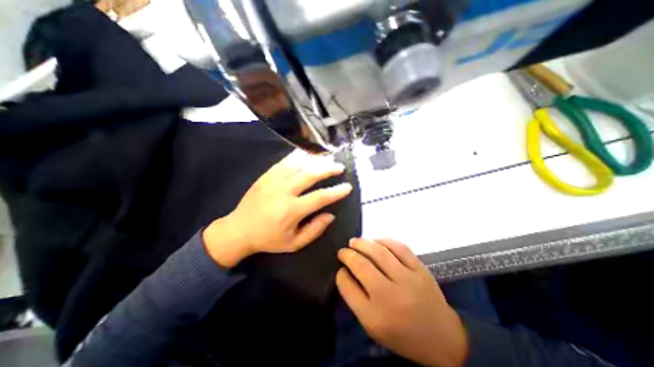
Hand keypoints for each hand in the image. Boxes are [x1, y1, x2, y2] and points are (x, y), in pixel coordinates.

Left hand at [204, 150, 351, 267]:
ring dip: (316, 160)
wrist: (238, 229)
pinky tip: (308, 154)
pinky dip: (299, 156)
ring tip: (327, 158)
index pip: (320, 197)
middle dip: (328, 169)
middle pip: (311, 174)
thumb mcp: (294, 243)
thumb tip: (331, 215)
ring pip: (299, 163)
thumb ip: (315, 229)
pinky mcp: (266, 175)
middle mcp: (284, 191)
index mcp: (291, 210)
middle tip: (340, 167)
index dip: (336, 192)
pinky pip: (285, 161)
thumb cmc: (268, 239)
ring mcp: (273, 180)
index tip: (347, 187)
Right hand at [337, 238, 470, 366]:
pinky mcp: (420, 269)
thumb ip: (356, 299)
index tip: (340, 269)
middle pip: (361, 265)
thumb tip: (345, 272)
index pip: (348, 287)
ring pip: (379, 252)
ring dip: (363, 243)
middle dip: (348, 254)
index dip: (340, 274)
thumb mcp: (373, 327)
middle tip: (343, 250)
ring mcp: (408, 280)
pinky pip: (399, 247)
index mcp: (375, 317)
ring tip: (354, 241)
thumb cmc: (403, 335)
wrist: (442, 338)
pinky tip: (376, 241)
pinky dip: (384, 240)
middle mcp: (390, 296)